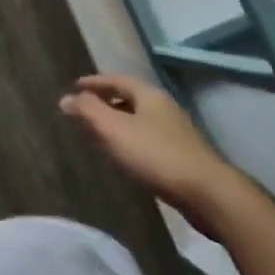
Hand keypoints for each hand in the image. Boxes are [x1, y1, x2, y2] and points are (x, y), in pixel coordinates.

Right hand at [60, 74, 245, 232]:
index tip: (75, 86)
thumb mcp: (114, 130)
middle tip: (85, 109)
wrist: (208, 194)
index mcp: (149, 95)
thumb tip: (66, 98)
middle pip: (131, 98)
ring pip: (140, 120)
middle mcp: (164, 108)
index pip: (117, 79)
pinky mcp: (184, 157)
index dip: (94, 82)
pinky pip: (149, 139)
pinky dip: (131, 140)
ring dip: (119, 122)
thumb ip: (88, 111)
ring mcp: (177, 133)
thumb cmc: (156, 155)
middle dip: (107, 101)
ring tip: (100, 133)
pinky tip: (125, 156)